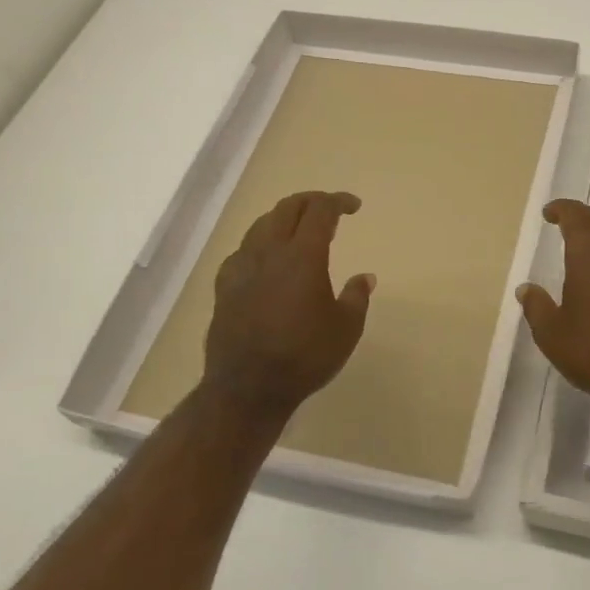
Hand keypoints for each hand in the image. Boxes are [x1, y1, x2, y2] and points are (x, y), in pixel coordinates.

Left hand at [202, 190, 374, 420]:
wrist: (247, 388)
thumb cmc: (305, 356)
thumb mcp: (346, 329)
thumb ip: (356, 297)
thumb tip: (365, 277)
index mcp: (303, 256)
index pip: (320, 211)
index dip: (338, 202)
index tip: (354, 206)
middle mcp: (269, 252)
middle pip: (287, 208)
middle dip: (310, 201)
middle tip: (328, 208)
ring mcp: (241, 267)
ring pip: (261, 225)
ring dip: (283, 218)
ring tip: (298, 228)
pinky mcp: (224, 286)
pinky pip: (243, 250)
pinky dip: (260, 244)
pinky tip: (265, 259)